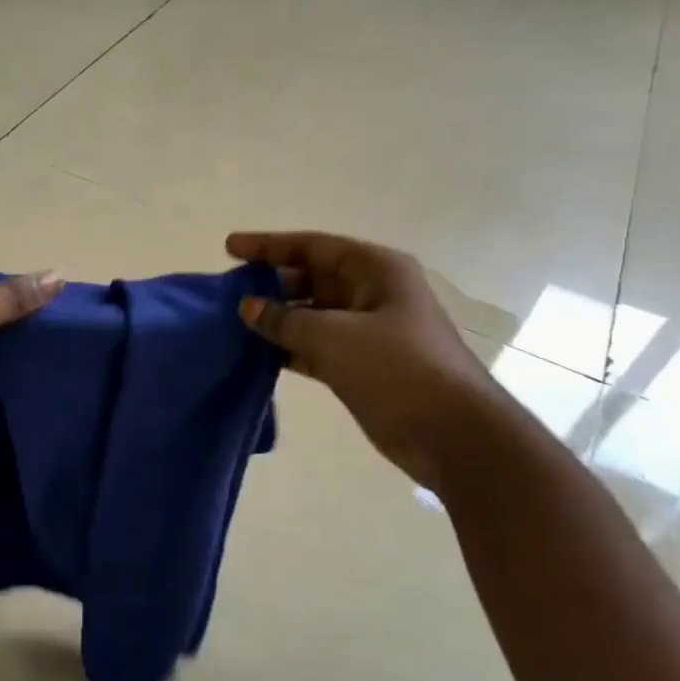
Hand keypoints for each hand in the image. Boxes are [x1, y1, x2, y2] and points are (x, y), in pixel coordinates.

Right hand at [226, 230, 502, 487]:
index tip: (229, 248)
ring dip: (276, 318)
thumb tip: (248, 307)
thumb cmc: (397, 369)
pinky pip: (315, 345)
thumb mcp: (333, 337)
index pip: (312, 246)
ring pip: (311, 314)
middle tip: (228, 291)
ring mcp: (368, 330)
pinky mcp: (361, 364)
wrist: (452, 435)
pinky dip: (288, 347)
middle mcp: (372, 293)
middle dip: (270, 283)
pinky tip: (257, 354)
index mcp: (375, 270)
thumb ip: (284, 319)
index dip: (268, 245)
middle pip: (311, 278)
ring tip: (234, 322)